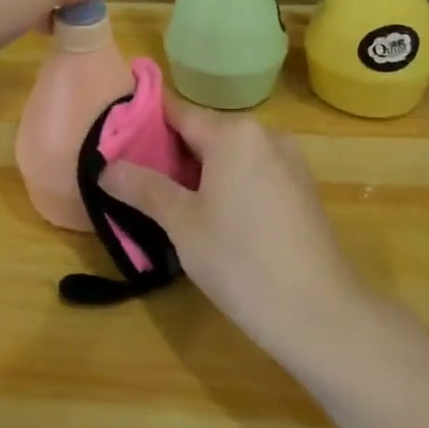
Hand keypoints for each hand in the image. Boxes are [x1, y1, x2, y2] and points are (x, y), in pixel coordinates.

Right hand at [100, 95, 363, 361]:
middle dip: (169, 156)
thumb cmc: (242, 261)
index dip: (143, 125)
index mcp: (234, 133)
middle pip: (203, 134)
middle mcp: (265, 135)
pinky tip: (213, 221)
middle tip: (135, 184)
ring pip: (228, 157)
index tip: (115, 144)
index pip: (176, 112)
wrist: (322, 315)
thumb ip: (143, 187)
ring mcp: (289, 162)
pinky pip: (252, 174)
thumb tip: (106, 166)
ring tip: (168, 206)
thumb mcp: (182, 224)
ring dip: (198, 175)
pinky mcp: (301, 190)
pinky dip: (227, 187)